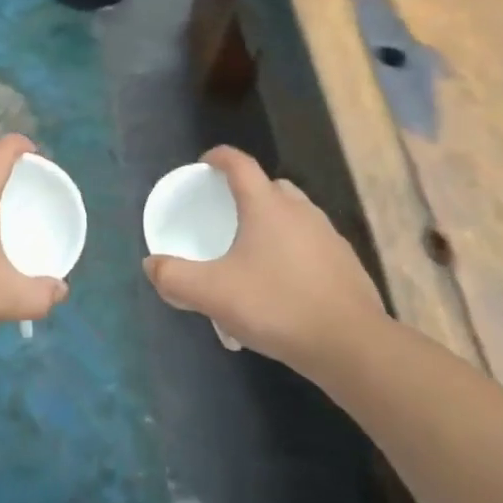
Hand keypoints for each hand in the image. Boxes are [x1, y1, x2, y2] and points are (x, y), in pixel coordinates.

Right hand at [144, 146, 385, 374]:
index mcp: (266, 206)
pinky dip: (293, 250)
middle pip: (270, 186)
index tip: (204, 164)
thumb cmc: (277, 306)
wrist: (351, 344)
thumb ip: (174, 277)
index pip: (240, 164)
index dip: (219, 157)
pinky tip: (283, 284)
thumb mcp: (213, 294)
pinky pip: (311, 243)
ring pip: (293, 215)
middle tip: (227, 215)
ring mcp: (328, 235)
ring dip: (272, 223)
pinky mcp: (345, 262)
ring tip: (253, 254)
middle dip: (246, 192)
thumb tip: (151, 265)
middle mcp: (300, 210)